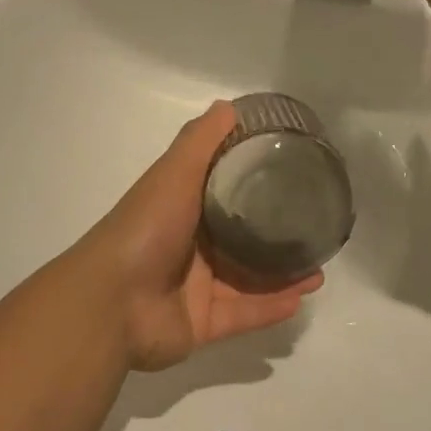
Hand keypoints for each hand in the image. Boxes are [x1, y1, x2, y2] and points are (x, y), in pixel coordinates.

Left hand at [71, 103, 323, 371]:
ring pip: (248, 281)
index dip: (255, 186)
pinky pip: (243, 314)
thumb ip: (200, 142)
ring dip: (282, 276)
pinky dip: (270, 308)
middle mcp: (189, 247)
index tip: (292, 177)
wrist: (112, 301)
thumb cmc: (145, 228)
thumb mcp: (173, 174)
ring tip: (318, 270)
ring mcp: (195, 288)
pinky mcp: (202, 323)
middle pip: (240, 241)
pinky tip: (301, 298)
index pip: (223, 194)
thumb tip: (228, 107)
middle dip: (276, 237)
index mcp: (181, 209)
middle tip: (314, 230)